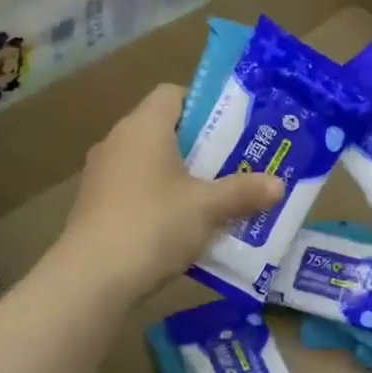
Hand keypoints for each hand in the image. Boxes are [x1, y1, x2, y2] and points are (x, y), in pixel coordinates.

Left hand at [56, 85, 281, 299]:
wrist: (92, 278)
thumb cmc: (154, 225)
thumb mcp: (207, 208)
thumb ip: (243, 192)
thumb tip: (279, 185)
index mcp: (143, 127)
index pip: (173, 94)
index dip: (204, 105)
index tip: (231, 129)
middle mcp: (117, 141)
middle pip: (163, 130)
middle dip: (199, 147)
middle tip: (233, 165)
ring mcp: (101, 175)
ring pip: (149, 164)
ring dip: (179, 178)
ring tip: (213, 199)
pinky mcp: (94, 206)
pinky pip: (134, 191)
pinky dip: (158, 201)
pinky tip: (182, 229)